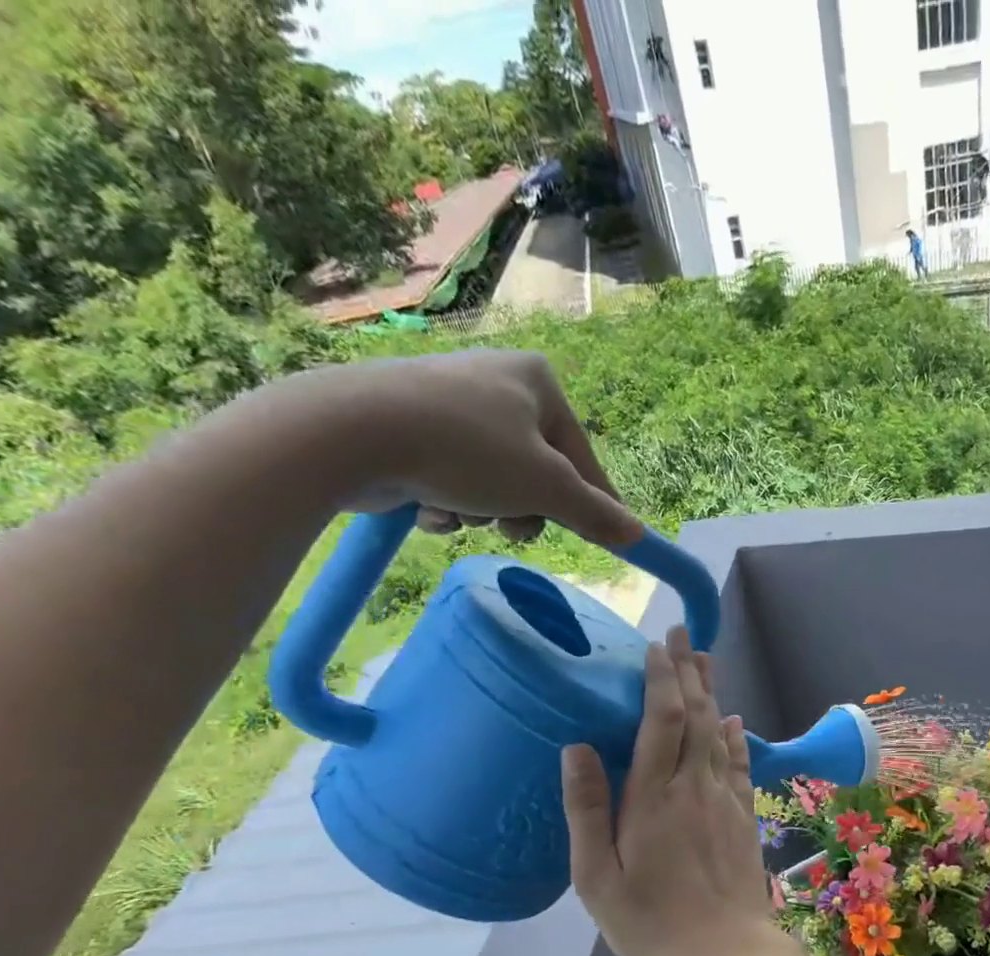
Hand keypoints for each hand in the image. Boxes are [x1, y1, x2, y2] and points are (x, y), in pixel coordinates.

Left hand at [261, 349, 641, 547]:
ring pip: (494, 482)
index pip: (583, 457)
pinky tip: (426, 506)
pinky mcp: (412, 426)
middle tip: (509, 525)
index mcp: (538, 381)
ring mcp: (451, 403)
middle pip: (538, 473)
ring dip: (483, 511)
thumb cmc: (468, 451)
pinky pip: (452, 478)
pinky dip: (447, 502)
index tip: (609, 540)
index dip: (595, 504)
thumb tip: (636, 535)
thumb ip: (595, 513)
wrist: (352, 432)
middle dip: (523, 509)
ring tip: (459, 510)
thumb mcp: (547, 488)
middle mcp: (497, 382)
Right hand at [561, 625, 779, 955]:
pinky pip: (740, 765)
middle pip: (696, 715)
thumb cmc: (650, 922)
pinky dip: (737, 737)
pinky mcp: (744, 818)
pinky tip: (735, 721)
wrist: (725, 954)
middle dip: (688, 671)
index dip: (661, 679)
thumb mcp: (596, 878)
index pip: (662, 720)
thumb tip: (577, 748)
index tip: (656, 648)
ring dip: (712, 693)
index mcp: (654, 798)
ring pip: (720, 732)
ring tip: (705, 659)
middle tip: (682, 633)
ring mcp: (725, 800)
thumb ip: (587, 810)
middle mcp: (694, 787)